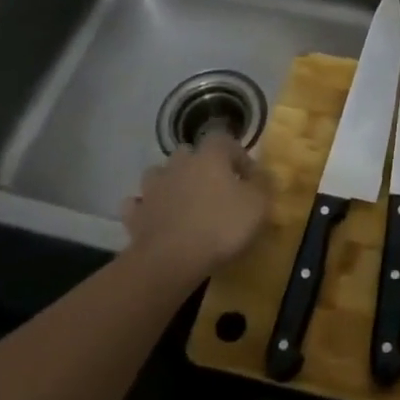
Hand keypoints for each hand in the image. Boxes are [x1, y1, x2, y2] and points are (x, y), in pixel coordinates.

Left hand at [121, 131, 270, 280]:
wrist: (171, 260)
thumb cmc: (221, 227)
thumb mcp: (258, 206)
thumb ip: (264, 185)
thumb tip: (263, 175)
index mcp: (210, 156)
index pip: (224, 139)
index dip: (237, 155)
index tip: (248, 178)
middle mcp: (179, 164)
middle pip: (189, 153)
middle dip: (200, 166)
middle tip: (214, 189)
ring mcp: (153, 188)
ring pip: (159, 174)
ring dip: (170, 183)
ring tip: (183, 203)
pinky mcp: (135, 214)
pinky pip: (137, 205)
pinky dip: (145, 209)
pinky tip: (155, 220)